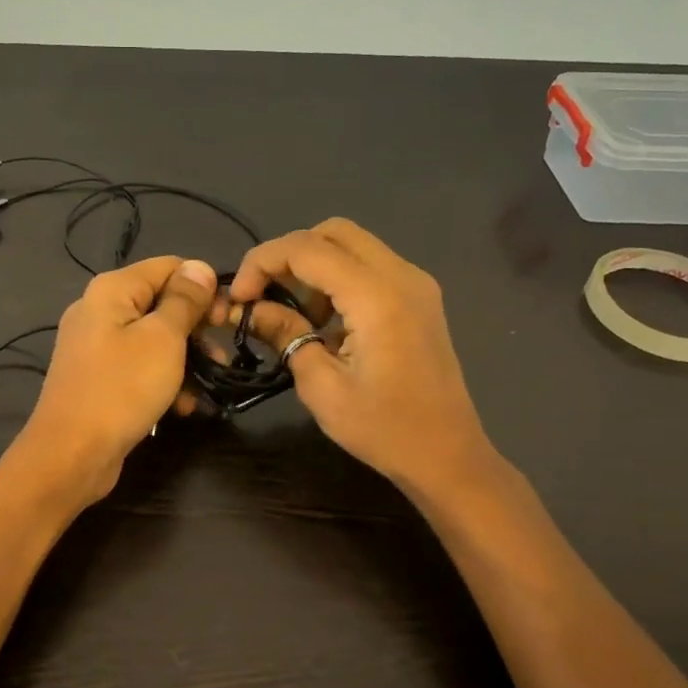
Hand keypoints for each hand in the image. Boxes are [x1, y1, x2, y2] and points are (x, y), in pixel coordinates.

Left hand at [16, 255, 218, 501]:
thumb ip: (184, 300)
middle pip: (161, 303)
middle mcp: (99, 309)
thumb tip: (199, 267)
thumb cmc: (122, 389)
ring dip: (185, 360)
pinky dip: (162, 381)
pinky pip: (138, 367)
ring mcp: (96, 346)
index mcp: (112, 289)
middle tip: (221, 358)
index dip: (202, 288)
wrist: (72, 454)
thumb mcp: (164, 339)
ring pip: (153, 339)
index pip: (169, 267)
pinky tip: (182, 407)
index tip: (227, 319)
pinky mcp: (98, 377)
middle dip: (196, 329)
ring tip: (208, 386)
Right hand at [229, 219, 493, 499]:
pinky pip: (370, 266)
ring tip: (295, 314)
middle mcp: (401, 275)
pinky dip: (338, 278)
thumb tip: (251, 309)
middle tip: (264, 295)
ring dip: (314, 266)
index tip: (239, 297)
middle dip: (288, 254)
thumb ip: (285, 335)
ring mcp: (416, 284)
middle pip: (332, 232)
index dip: (263, 262)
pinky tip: (326, 321)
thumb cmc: (384, 429)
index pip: (307, 248)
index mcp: (377, 296)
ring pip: (353, 245)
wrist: (448, 455)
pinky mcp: (419, 298)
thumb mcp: (321, 387)